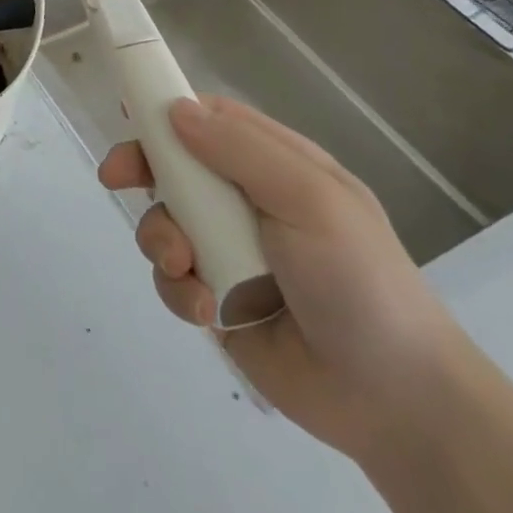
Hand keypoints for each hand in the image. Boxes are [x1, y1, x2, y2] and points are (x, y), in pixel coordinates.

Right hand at [99, 96, 472, 462]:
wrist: (396, 402)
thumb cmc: (360, 281)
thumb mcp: (310, 200)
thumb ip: (241, 150)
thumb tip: (177, 110)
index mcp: (276, 166)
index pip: (211, 120)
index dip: (167, 111)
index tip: (127, 111)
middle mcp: (247, 202)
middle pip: (174, 166)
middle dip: (143, 169)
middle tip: (116, 178)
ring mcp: (229, 251)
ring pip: (164, 222)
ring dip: (161, 239)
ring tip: (185, 267)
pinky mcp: (215, 299)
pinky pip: (172, 279)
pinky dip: (178, 290)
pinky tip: (206, 310)